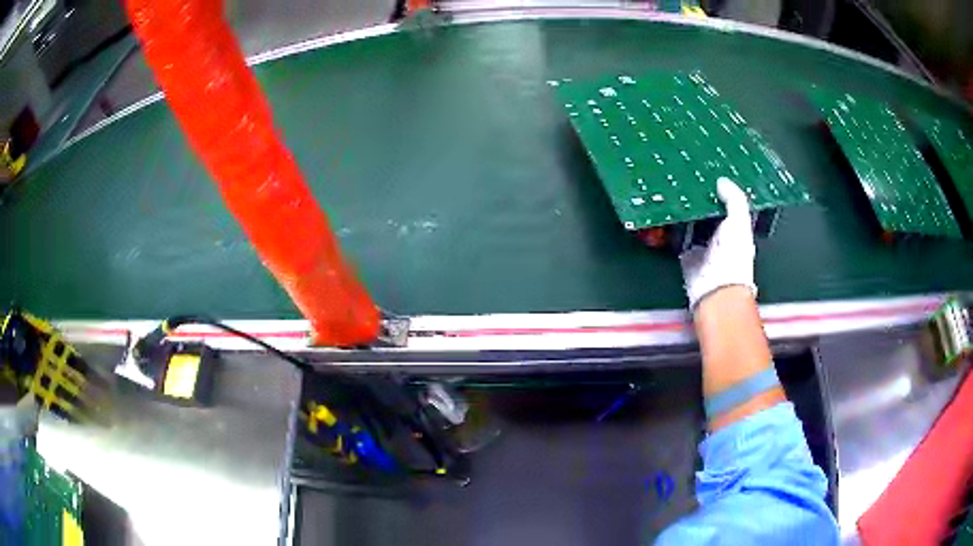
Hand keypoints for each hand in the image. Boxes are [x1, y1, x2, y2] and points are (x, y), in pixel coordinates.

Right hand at [679, 177, 756, 309]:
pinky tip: (665, 209)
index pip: (726, 203)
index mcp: (735, 228)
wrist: (715, 290)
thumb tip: (722, 181)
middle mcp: (717, 235)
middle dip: (697, 197)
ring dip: (682, 209)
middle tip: (684, 177)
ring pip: (690, 220)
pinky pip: (676, 235)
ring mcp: (700, 244)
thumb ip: (734, 200)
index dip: (718, 189)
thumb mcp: (739, 222)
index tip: (705, 173)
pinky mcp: (684, 253)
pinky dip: (671, 225)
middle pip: (705, 210)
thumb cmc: (733, 257)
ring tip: (672, 188)